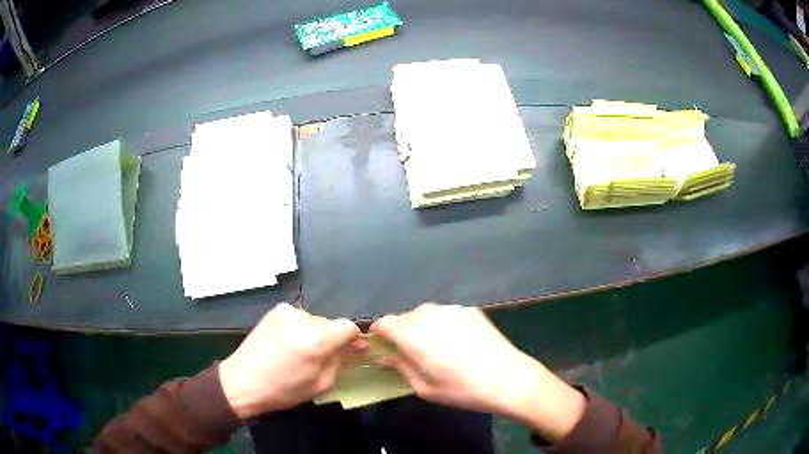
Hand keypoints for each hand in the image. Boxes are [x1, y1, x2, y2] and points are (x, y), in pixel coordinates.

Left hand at [219, 303, 363, 418]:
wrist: (242, 381)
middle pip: (330, 324)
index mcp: (317, 339)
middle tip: (323, 358)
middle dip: (332, 339)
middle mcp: (303, 319)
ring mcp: (286, 312)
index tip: (353, 351)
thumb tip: (355, 347)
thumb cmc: (283, 390)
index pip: (349, 327)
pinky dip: (299, 329)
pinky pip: (297, 319)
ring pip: (313, 321)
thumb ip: (340, 361)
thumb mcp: (320, 384)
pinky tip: (288, 344)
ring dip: (314, 334)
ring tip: (300, 352)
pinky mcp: (274, 311)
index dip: (354, 339)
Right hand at [370, 303, 585, 442]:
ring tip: (434, 346)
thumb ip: (401, 368)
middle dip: (400, 331)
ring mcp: (452, 310)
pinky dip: (441, 323)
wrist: (509, 379)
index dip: (379, 334)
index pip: (384, 323)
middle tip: (410, 352)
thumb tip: (385, 357)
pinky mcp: (470, 310)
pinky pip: (445, 313)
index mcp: (413, 336)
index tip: (383, 347)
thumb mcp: (426, 388)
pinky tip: (456, 341)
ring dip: (420, 326)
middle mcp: (429, 316)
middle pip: (404, 316)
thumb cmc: (463, 390)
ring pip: (424, 312)